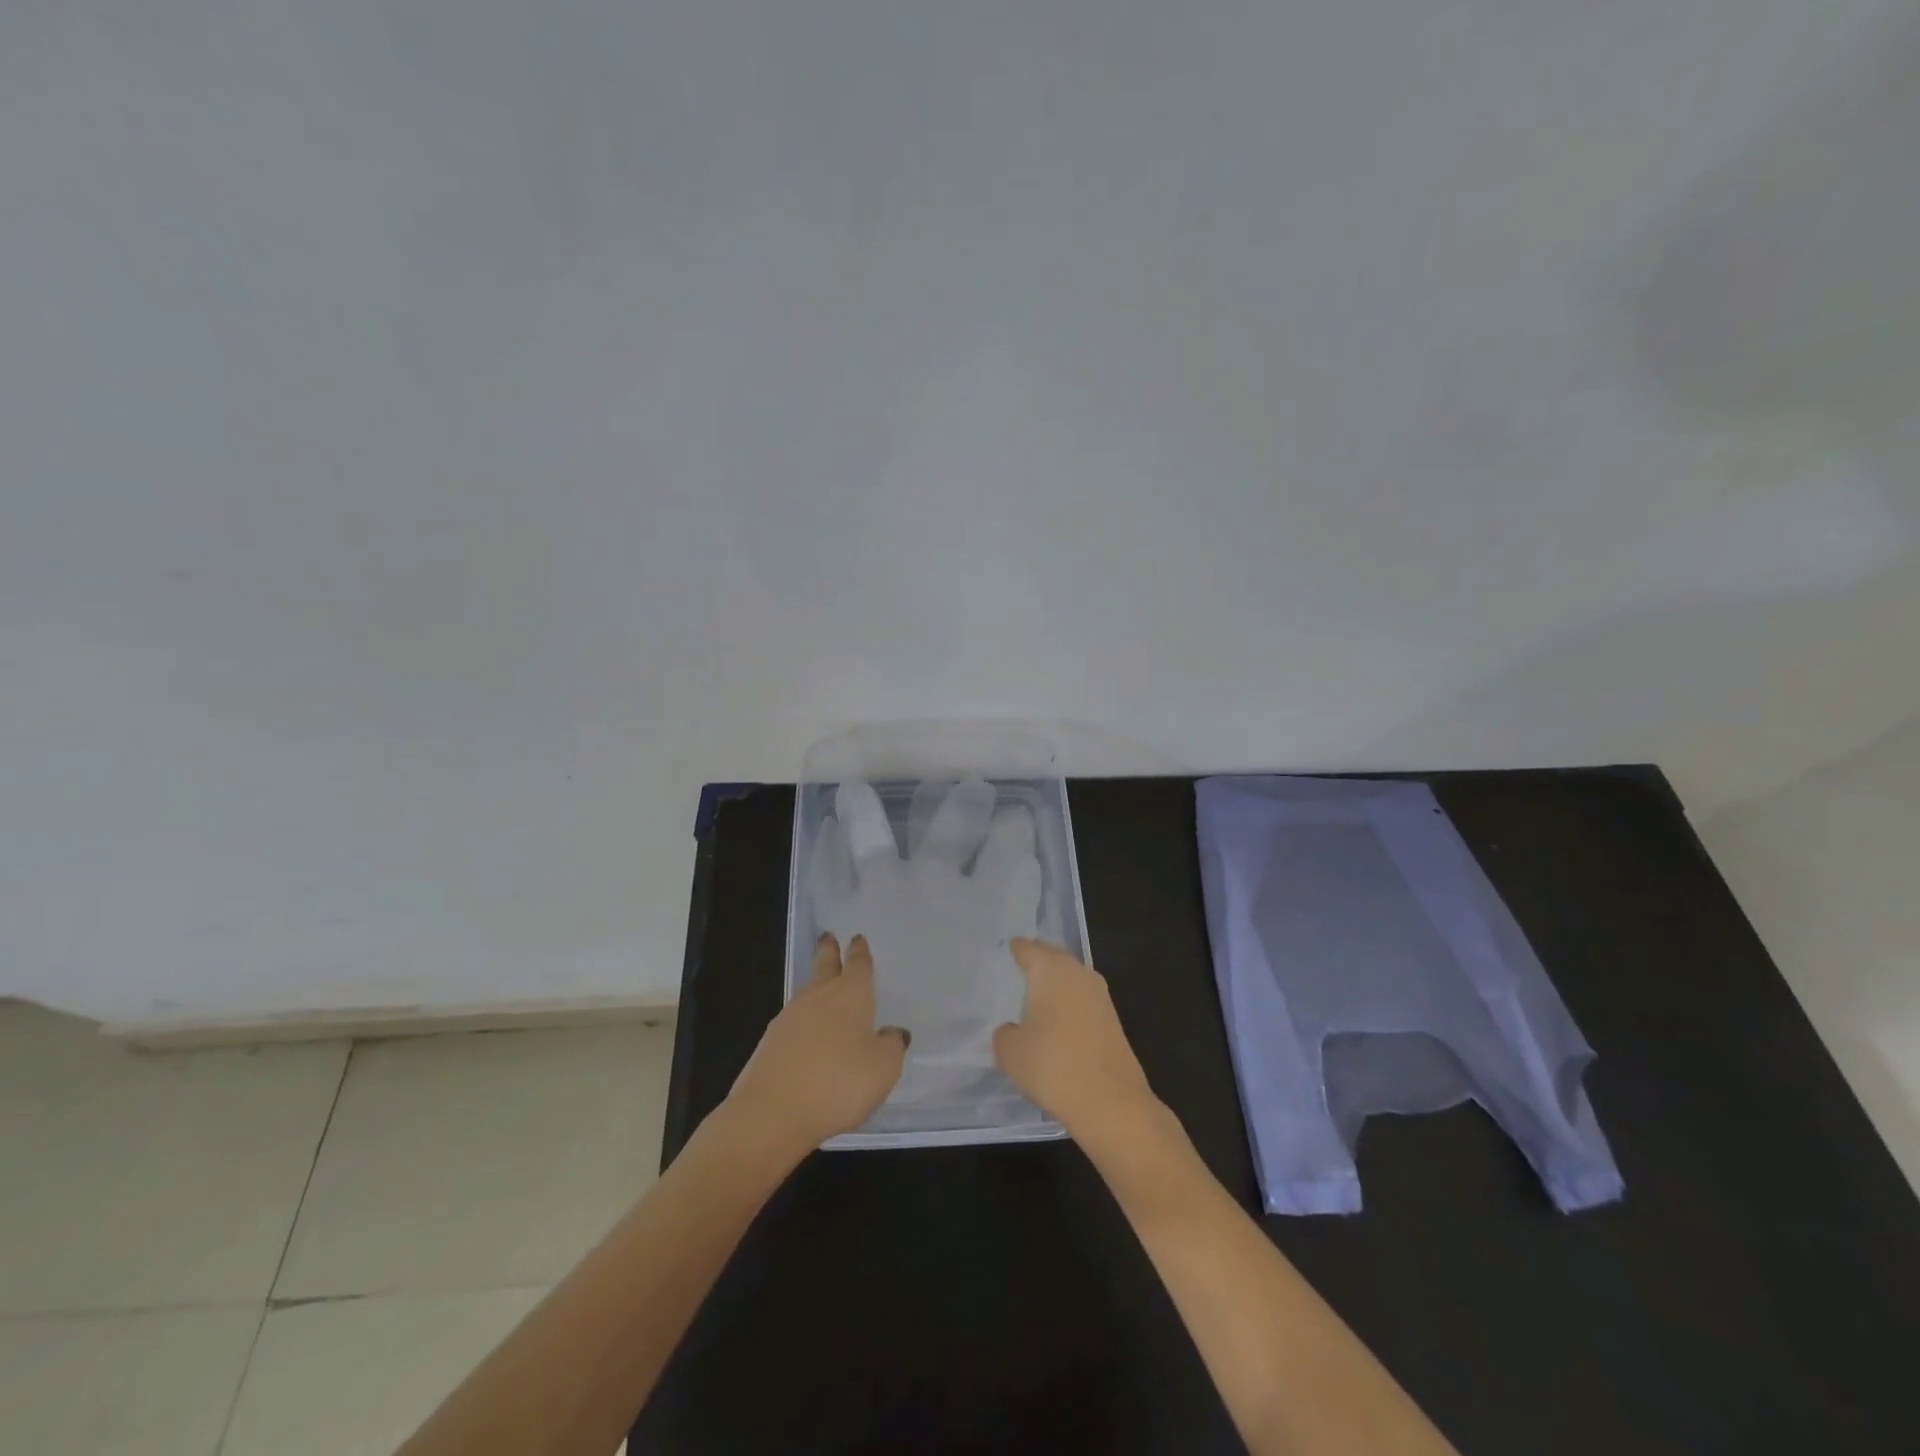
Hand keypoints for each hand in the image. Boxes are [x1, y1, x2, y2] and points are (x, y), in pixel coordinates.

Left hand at [727, 933, 908, 1155]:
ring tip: (823, 987)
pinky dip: (803, 1022)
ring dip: (816, 986)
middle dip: (829, 951)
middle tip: (827, 936)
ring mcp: (789, 1018)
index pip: (858, 965)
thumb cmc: (839, 1082)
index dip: (859, 952)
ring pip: (807, 993)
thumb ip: (891, 1046)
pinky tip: (808, 1036)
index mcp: (850, 995)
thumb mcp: (883, 1068)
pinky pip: (793, 1023)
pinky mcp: (770, 1043)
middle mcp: (819, 997)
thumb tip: (892, 1032)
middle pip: (824, 966)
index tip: (856, 938)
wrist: (773, 1112)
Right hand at [992, 939, 1158, 1144]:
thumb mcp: (1010, 1051)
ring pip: (1071, 981)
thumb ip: (1005, 1034)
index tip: (1006, 950)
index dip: (1015, 949)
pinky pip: (1083, 1003)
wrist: (1110, 1101)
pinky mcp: (1113, 1021)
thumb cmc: (1052, 1065)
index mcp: (1051, 969)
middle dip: (1037, 964)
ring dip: (1055, 987)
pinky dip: (1069, 1007)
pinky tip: (1057, 1025)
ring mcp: (1100, 996)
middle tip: (1017, 971)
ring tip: (1034, 999)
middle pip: (1053, 959)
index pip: (1028, 949)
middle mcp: (1078, 973)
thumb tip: (1013, 1031)